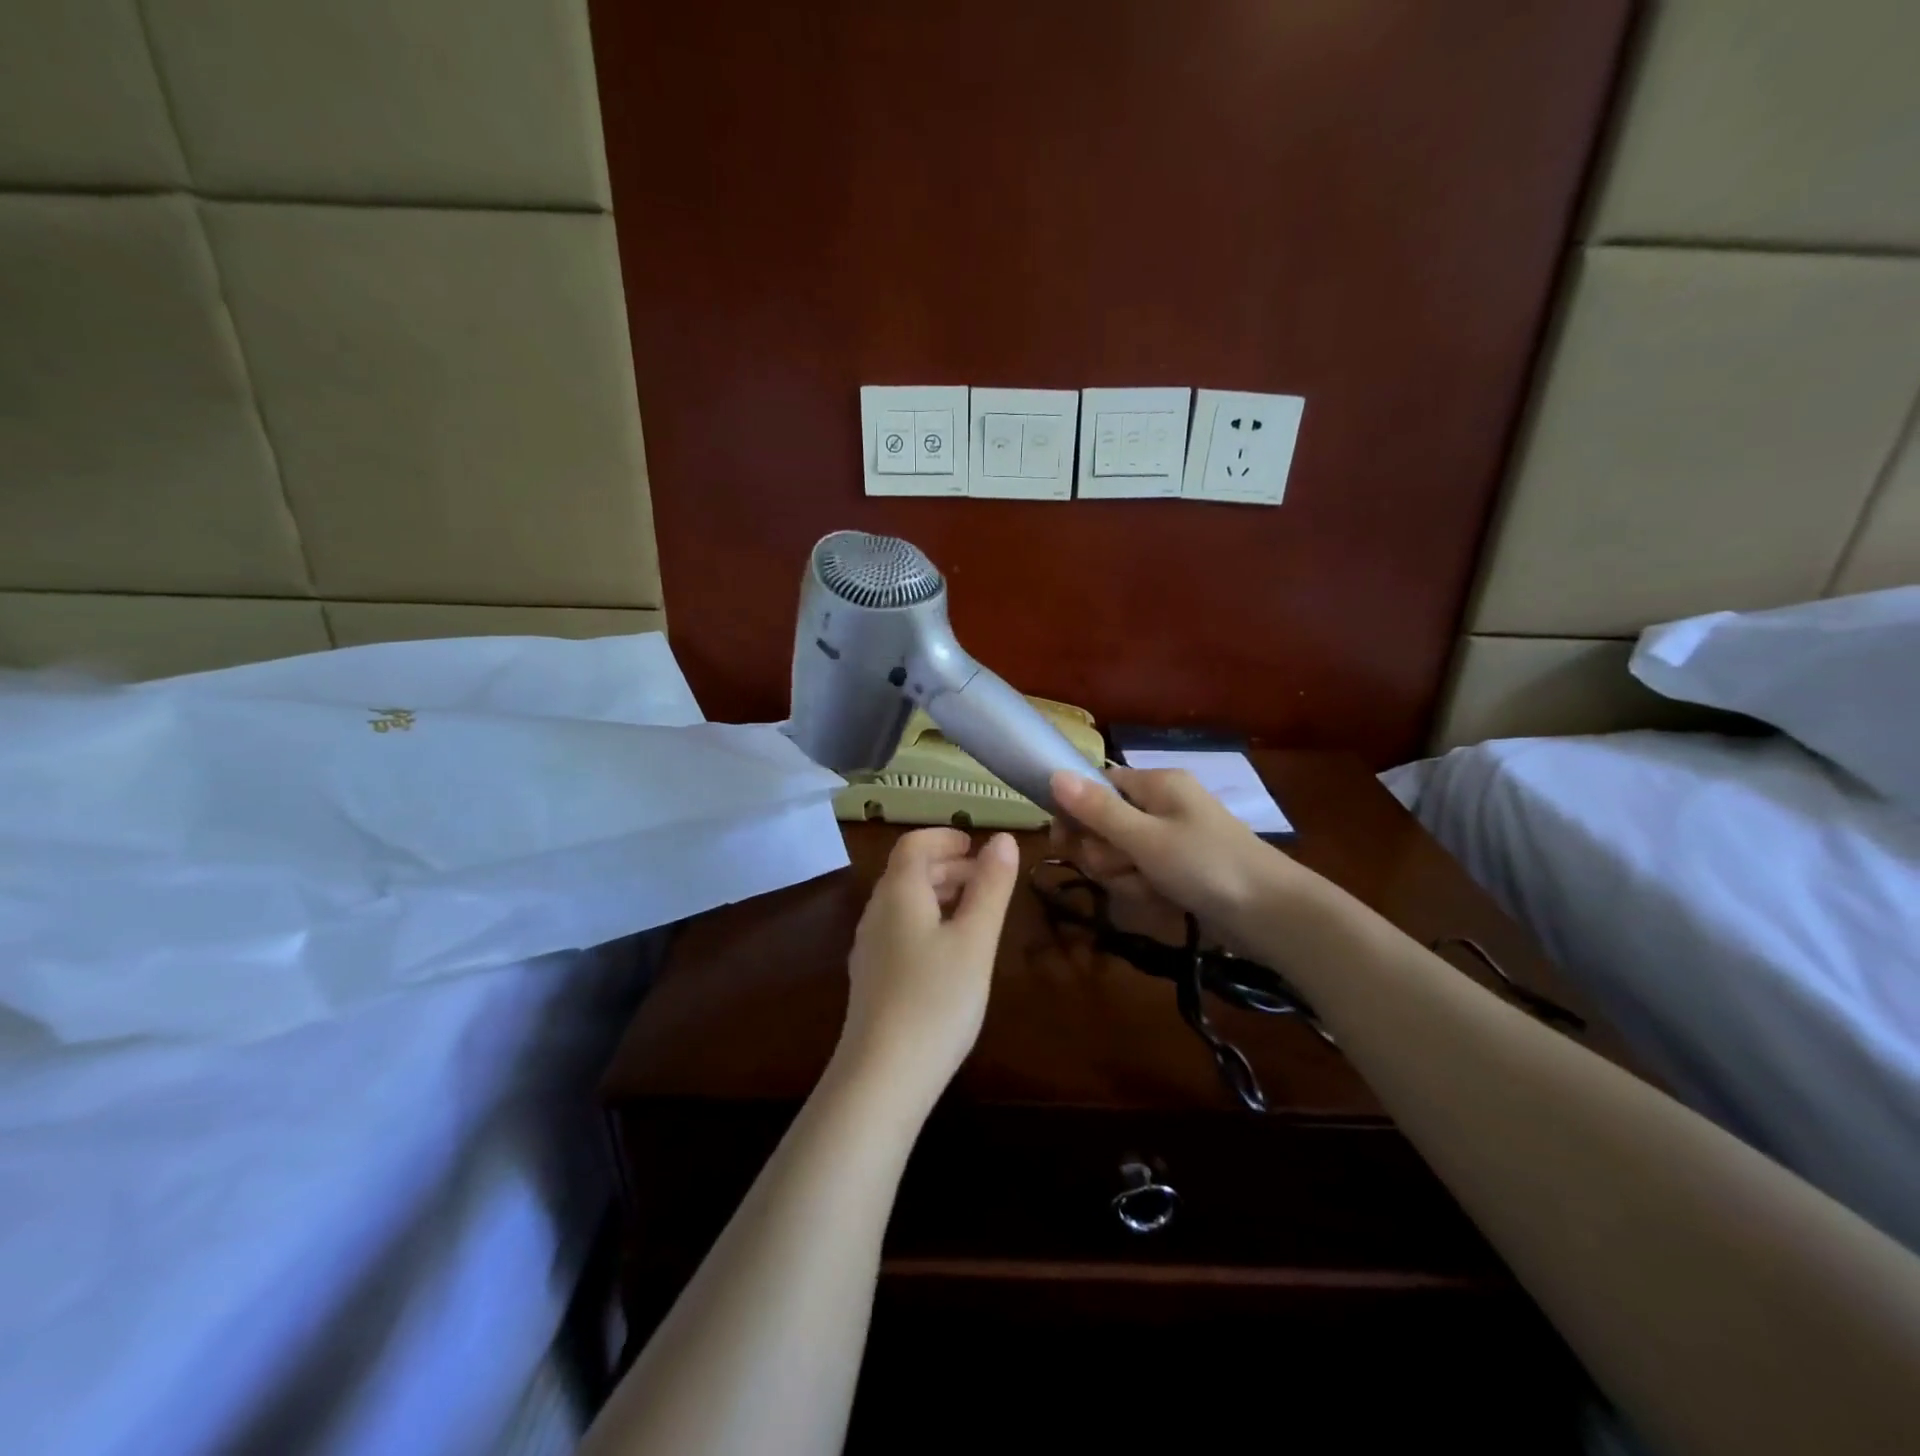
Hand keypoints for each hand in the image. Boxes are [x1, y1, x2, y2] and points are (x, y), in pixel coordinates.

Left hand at [836, 828, 1020, 1108]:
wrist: (882, 1077)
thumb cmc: (936, 999)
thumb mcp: (975, 939)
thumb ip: (991, 887)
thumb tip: (1004, 839)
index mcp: (898, 893)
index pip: (914, 844)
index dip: (945, 837)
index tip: (977, 845)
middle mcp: (876, 912)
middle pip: (907, 872)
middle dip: (947, 865)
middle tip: (986, 877)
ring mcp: (869, 947)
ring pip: (903, 902)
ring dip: (938, 893)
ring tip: (975, 910)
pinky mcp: (871, 978)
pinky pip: (900, 929)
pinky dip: (927, 920)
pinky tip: (950, 950)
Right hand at [1049, 767, 1299, 943]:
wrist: (1272, 914)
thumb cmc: (1206, 865)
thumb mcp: (1145, 838)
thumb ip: (1098, 810)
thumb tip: (1054, 775)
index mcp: (1157, 784)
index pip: (1098, 786)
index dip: (1077, 814)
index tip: (1064, 843)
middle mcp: (1163, 805)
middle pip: (1105, 824)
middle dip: (1106, 853)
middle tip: (1124, 868)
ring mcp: (1173, 839)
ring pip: (1121, 854)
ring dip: (1125, 876)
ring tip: (1150, 888)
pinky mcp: (1180, 868)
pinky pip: (1143, 874)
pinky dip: (1146, 889)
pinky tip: (1163, 901)